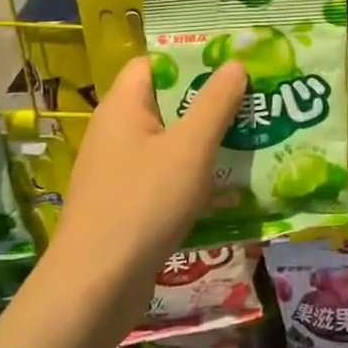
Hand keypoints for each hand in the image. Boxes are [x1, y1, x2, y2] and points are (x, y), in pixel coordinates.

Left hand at [49, 56, 247, 323]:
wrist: (93, 290)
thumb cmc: (143, 204)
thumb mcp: (190, 148)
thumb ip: (215, 102)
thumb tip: (235, 63)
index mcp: (123, 107)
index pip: (155, 63)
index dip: (193, 58)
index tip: (234, 63)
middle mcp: (116, 132)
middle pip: (167, 102)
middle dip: (210, 102)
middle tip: (255, 101)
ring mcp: (119, 171)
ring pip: (170, 143)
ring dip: (207, 142)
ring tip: (252, 140)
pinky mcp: (126, 205)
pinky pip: (166, 177)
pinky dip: (194, 177)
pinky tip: (229, 190)